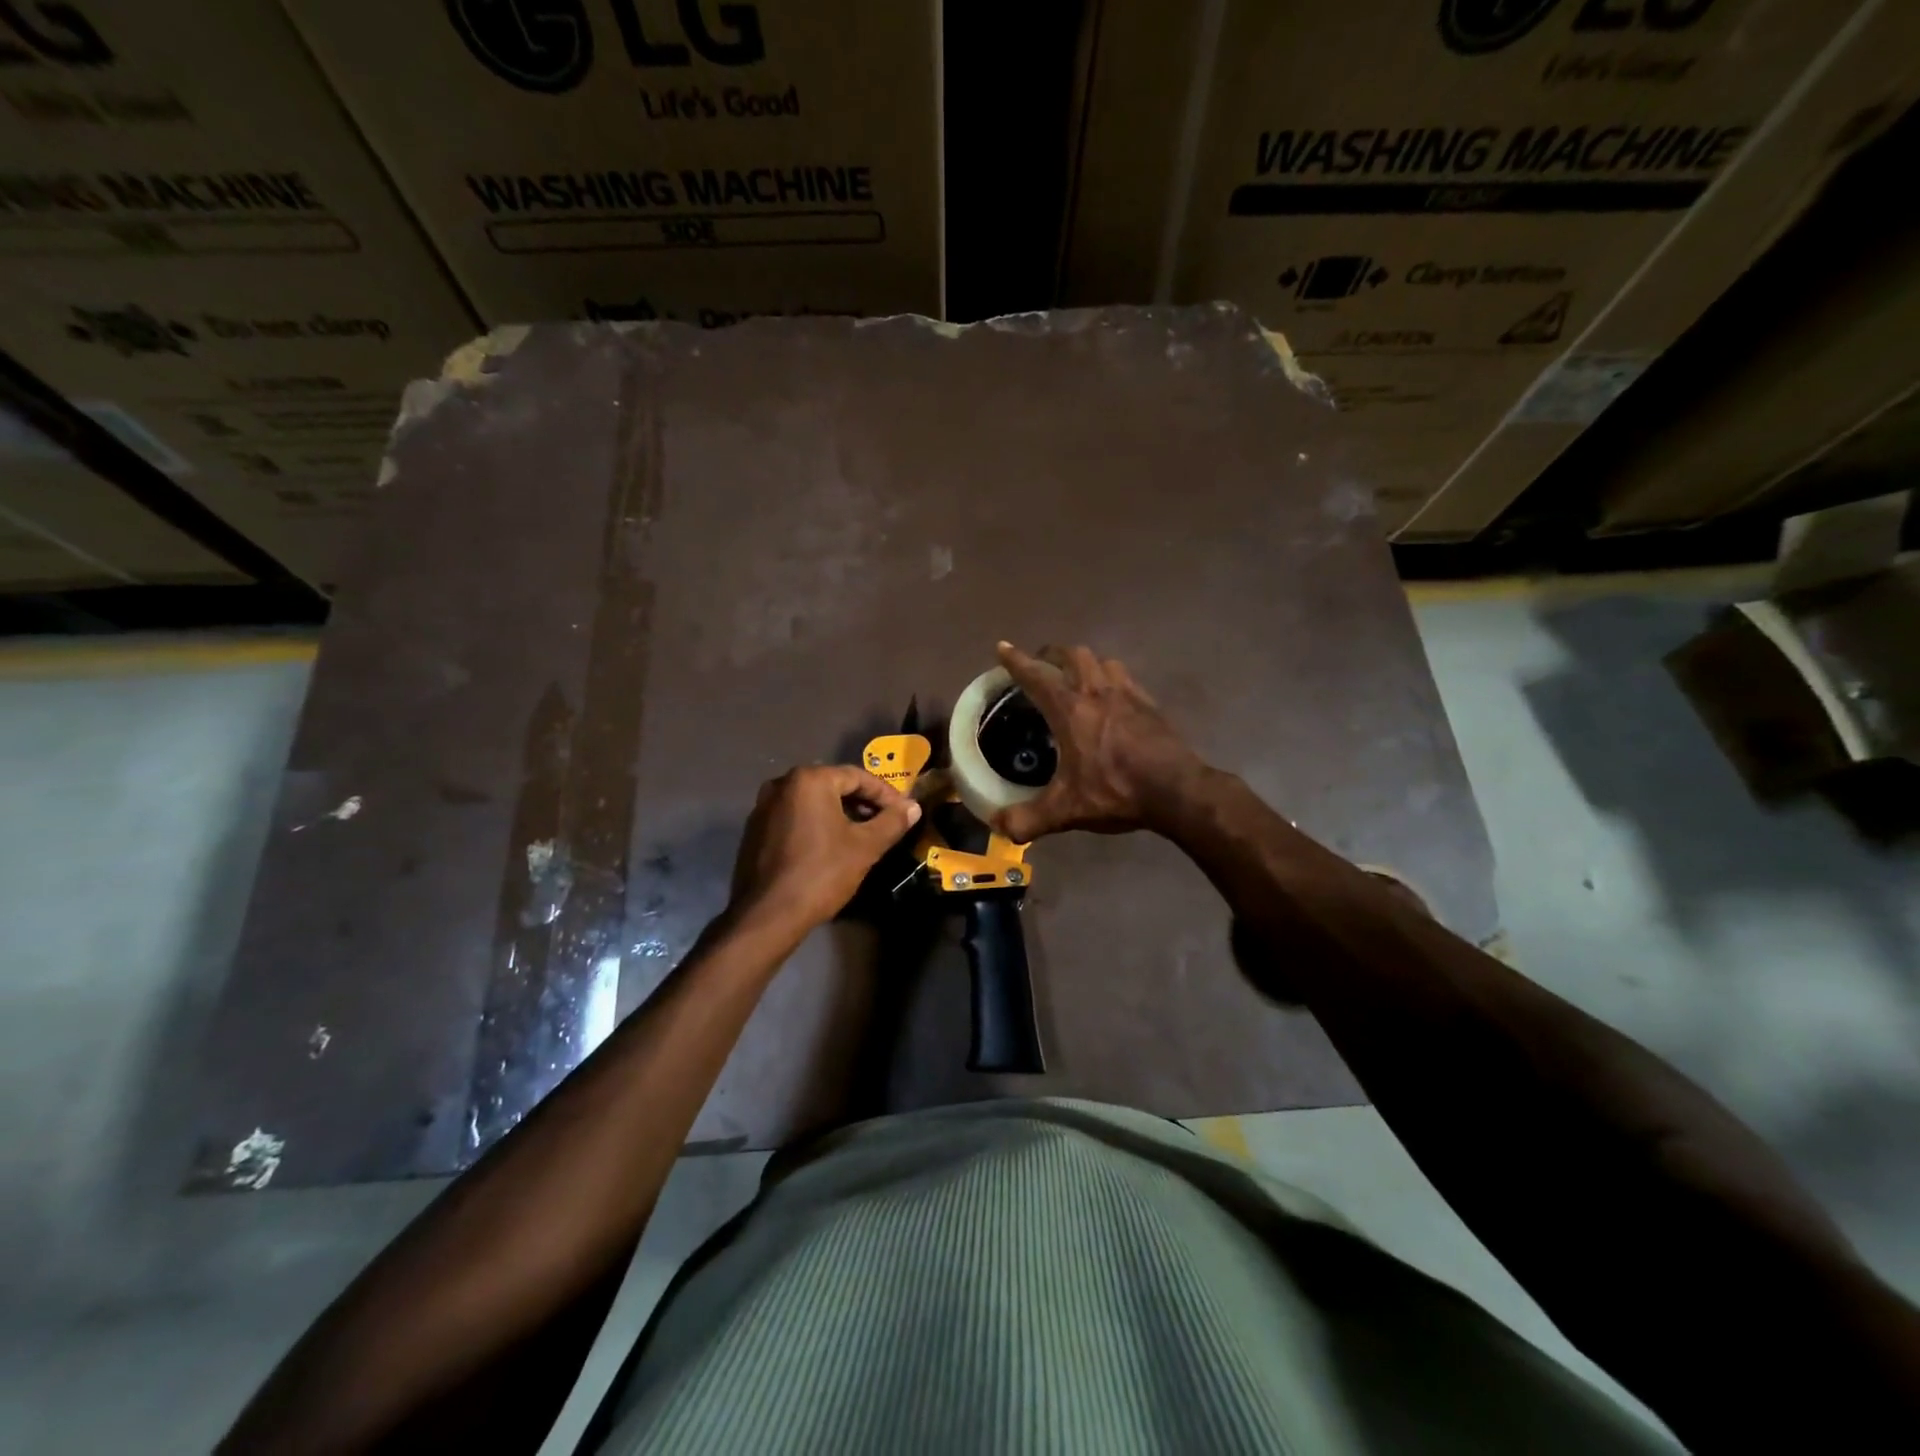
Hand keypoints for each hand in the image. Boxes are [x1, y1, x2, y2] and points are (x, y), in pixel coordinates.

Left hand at [728, 764, 921, 936]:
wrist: (768, 915)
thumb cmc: (821, 873)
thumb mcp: (865, 847)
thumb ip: (892, 822)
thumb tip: (913, 807)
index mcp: (809, 780)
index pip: (857, 776)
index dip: (885, 794)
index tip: (903, 811)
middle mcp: (782, 784)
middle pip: (833, 786)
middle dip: (862, 802)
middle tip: (885, 822)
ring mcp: (763, 807)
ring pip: (813, 802)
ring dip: (840, 813)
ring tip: (862, 835)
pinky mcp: (755, 830)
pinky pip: (794, 817)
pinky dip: (816, 824)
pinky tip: (830, 846)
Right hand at [992, 642, 1206, 841]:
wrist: (1176, 790)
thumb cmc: (1116, 791)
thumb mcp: (1066, 811)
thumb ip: (1027, 819)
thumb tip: (998, 826)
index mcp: (1070, 709)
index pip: (1036, 675)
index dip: (1015, 661)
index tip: (1002, 648)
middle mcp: (1097, 691)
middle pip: (1072, 655)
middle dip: (1052, 655)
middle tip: (1041, 665)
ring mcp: (1128, 694)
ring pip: (1102, 661)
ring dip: (1085, 662)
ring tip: (1077, 677)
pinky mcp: (1151, 704)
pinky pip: (1126, 678)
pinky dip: (1111, 678)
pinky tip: (1113, 698)